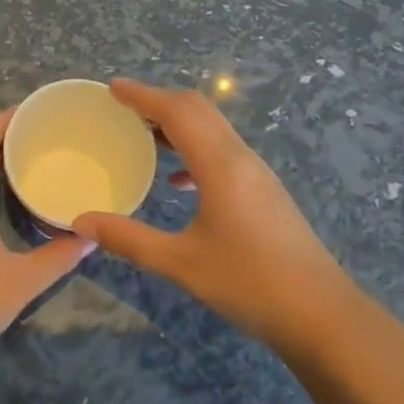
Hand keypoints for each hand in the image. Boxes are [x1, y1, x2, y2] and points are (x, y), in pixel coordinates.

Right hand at [73, 79, 355, 346]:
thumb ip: (129, 239)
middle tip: (122, 107)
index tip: (112, 88)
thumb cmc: (250, 284)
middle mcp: (240, 158)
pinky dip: (194, 148)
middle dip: (159, 100)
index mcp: (219, 165)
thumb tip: (81, 222)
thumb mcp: (182, 264)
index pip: (176, 111)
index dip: (142, 95)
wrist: (323, 315)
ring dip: (177, 122)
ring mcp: (256, 173)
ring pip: (212, 128)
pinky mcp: (264, 190)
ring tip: (143, 135)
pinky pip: (223, 150)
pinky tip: (178, 180)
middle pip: (197, 109)